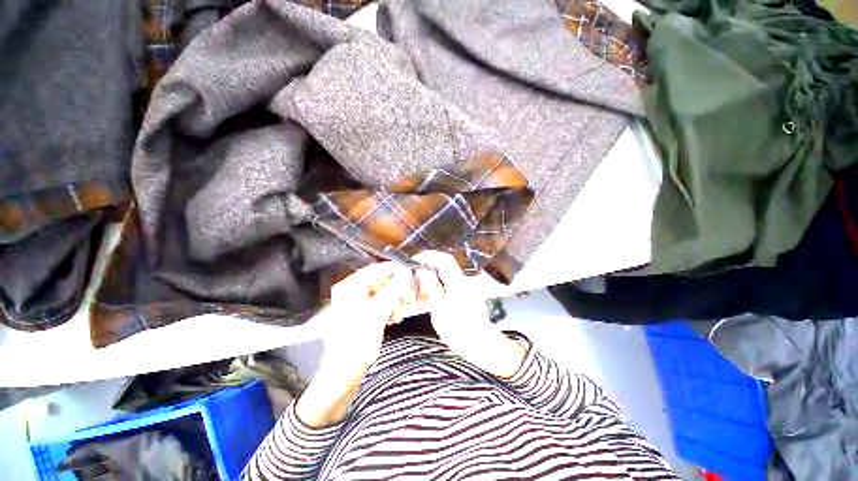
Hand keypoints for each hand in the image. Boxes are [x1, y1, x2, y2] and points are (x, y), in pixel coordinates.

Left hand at [296, 262, 413, 426]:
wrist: (345, 369)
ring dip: (394, 301)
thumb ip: (394, 289)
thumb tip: (406, 272)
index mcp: (350, 286)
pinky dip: (388, 308)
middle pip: (379, 282)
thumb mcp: (379, 311)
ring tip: (400, 313)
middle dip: (395, 290)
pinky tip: (394, 318)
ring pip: (381, 293)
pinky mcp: (361, 312)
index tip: (410, 272)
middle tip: (409, 296)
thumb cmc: (359, 337)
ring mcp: (355, 302)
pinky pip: (379, 303)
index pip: (374, 269)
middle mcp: (351, 290)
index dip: (393, 270)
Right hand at [413, 251, 527, 378]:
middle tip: (416, 273)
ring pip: (448, 272)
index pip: (444, 259)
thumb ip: (432, 289)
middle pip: (446, 263)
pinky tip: (432, 294)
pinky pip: (451, 281)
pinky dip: (439, 282)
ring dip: (434, 273)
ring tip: (421, 285)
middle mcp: (464, 280)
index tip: (416, 260)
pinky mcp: (467, 293)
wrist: (482, 344)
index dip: (429, 256)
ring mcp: (467, 286)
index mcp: (458, 283)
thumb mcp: (440, 313)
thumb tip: (424, 272)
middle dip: (430, 264)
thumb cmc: (459, 332)